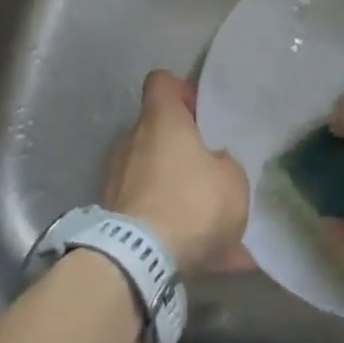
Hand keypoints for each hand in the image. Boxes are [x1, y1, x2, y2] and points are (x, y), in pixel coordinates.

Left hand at [104, 71, 253, 276]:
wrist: (139, 260)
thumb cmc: (192, 202)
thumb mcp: (233, 179)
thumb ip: (224, 163)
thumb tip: (213, 163)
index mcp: (161, 120)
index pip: (162, 82)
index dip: (183, 92)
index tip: (202, 115)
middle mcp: (132, 141)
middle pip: (157, 132)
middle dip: (183, 150)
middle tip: (211, 173)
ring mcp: (116, 179)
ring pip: (154, 176)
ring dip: (178, 192)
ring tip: (214, 227)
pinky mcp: (111, 215)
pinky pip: (149, 213)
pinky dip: (172, 228)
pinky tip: (205, 258)